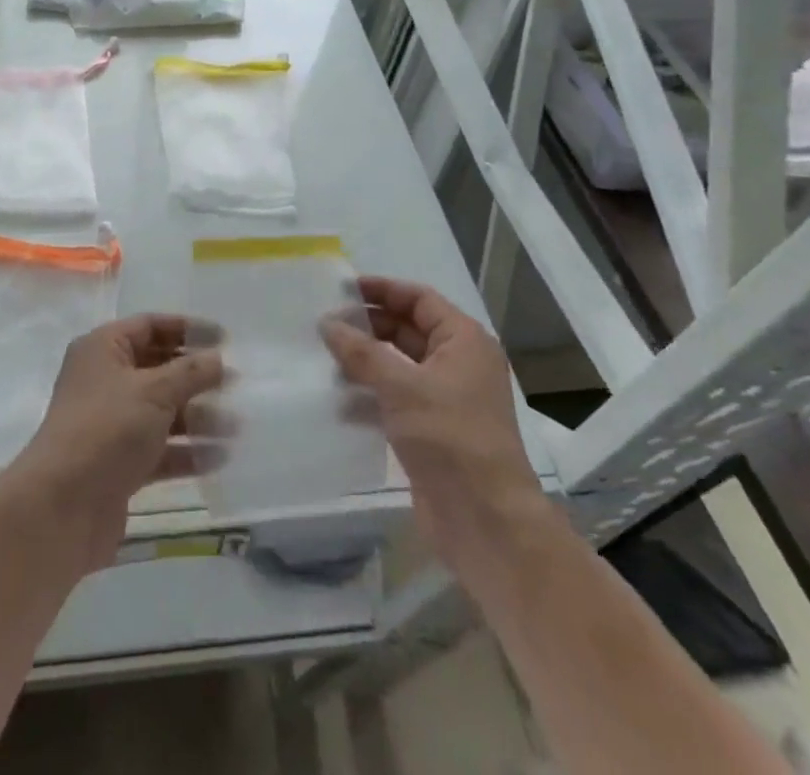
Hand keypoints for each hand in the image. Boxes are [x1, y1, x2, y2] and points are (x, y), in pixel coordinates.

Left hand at [7, 315, 224, 568]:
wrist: (62, 508)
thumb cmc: (107, 429)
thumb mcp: (154, 391)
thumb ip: (191, 372)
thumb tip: (218, 358)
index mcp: (103, 349)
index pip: (149, 326)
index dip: (187, 329)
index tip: (225, 338)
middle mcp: (104, 380)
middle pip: (157, 368)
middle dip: (196, 377)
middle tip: (235, 384)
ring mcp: (111, 424)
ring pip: (161, 411)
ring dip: (197, 417)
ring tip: (236, 426)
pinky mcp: (119, 463)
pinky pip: (159, 448)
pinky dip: (185, 451)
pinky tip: (219, 458)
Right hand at [320, 277, 546, 562]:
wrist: (486, 521)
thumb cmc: (450, 438)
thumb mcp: (402, 387)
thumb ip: (361, 352)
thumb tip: (327, 323)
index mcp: (464, 341)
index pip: (419, 299)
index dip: (382, 289)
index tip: (342, 288)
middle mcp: (458, 364)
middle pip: (407, 330)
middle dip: (368, 326)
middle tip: (325, 324)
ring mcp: (445, 399)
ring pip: (398, 365)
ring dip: (364, 361)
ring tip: (322, 357)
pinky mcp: (431, 430)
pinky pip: (395, 399)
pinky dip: (369, 395)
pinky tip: (337, 400)